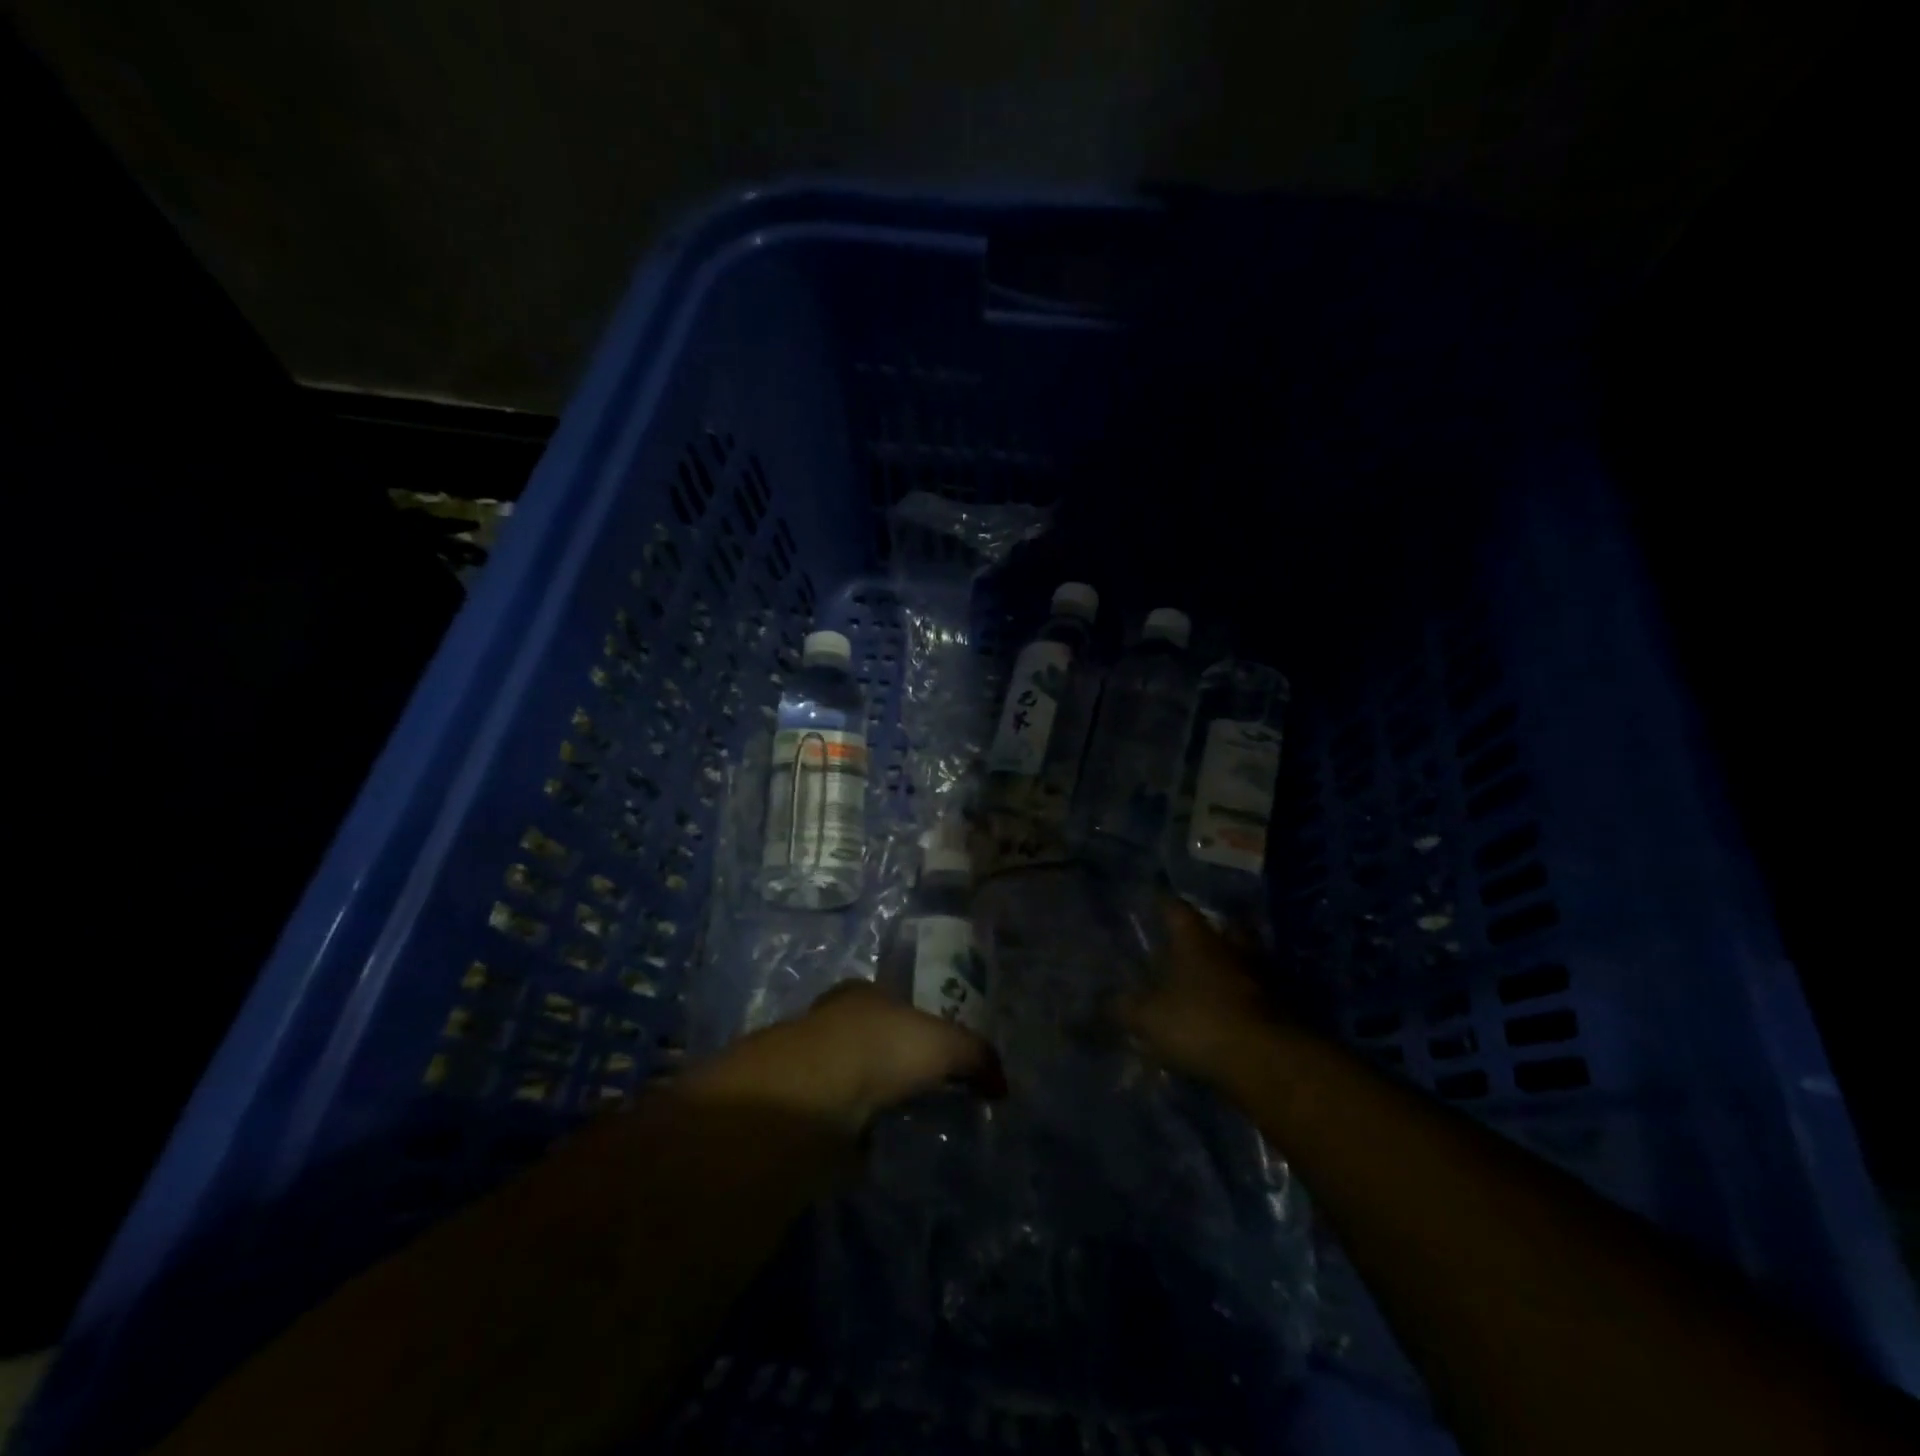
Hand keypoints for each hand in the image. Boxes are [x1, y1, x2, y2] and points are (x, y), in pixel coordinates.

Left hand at [679, 980, 1000, 1135]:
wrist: (813, 1099)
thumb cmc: (882, 1048)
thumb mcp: (946, 1043)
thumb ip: (977, 1056)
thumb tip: (1001, 1084)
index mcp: (863, 993)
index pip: (894, 1003)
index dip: (918, 1023)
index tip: (939, 1054)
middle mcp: (832, 1022)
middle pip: (872, 1041)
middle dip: (895, 1065)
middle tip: (927, 1095)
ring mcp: (811, 1067)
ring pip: (852, 1080)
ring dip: (872, 1102)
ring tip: (905, 1128)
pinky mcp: (799, 1110)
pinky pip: (838, 1121)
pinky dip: (854, 1134)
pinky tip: (875, 1148)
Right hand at [1119, 898, 1274, 1082]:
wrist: (1267, 1063)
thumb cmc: (1200, 1023)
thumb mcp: (1148, 1017)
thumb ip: (1124, 1007)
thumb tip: (1104, 1001)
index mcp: (1196, 940)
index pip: (1177, 909)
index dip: (1163, 903)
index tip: (1153, 899)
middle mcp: (1230, 949)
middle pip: (1223, 928)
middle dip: (1209, 931)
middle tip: (1192, 938)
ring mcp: (1260, 977)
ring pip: (1244, 959)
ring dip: (1231, 964)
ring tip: (1212, 976)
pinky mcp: (1280, 1009)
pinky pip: (1257, 993)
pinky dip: (1244, 997)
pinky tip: (1230, 1009)